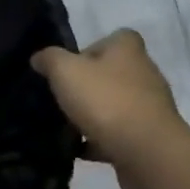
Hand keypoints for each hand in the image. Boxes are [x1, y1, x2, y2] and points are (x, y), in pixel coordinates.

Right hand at [31, 30, 189, 170]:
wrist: (146, 151)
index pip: (116, 37)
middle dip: (90, 84)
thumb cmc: (105, 101)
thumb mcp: (65, 71)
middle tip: (64, 96)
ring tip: (68, 125)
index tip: (71, 65)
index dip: (92, 48)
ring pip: (117, 104)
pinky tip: (81, 149)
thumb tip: (39, 58)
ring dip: (96, 113)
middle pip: (114, 72)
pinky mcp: (150, 136)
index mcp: (128, 50)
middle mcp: (145, 73)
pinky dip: (101, 140)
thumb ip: (49, 59)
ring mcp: (150, 106)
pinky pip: (120, 133)